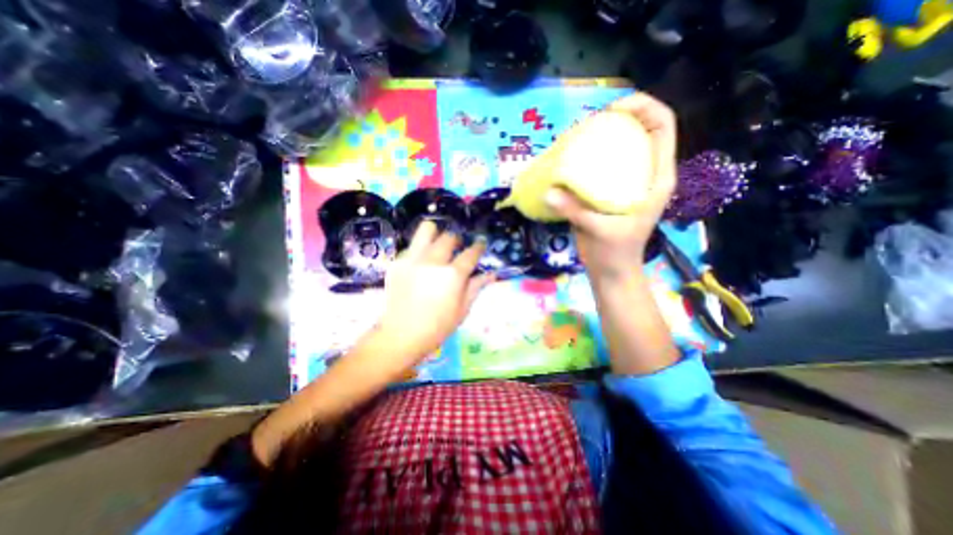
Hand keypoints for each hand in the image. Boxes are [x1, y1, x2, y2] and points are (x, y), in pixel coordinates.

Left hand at [376, 220, 491, 363]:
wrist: (400, 335)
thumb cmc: (437, 327)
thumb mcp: (463, 310)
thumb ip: (476, 287)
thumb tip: (491, 274)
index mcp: (453, 275)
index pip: (470, 253)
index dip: (478, 246)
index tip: (480, 244)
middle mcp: (434, 261)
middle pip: (449, 237)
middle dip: (457, 240)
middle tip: (458, 248)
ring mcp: (413, 259)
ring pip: (427, 230)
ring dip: (436, 234)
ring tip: (438, 244)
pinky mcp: (398, 262)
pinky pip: (412, 245)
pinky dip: (420, 249)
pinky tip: (421, 263)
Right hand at [544, 91, 676, 280]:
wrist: (611, 271)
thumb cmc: (615, 253)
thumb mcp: (599, 230)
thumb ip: (575, 211)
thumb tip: (549, 192)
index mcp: (657, 178)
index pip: (662, 126)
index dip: (643, 107)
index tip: (612, 111)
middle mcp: (645, 174)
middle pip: (641, 130)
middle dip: (619, 117)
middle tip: (588, 124)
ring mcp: (628, 182)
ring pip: (622, 146)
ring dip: (603, 136)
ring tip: (578, 137)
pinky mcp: (611, 191)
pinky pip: (604, 165)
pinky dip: (590, 157)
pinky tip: (572, 160)